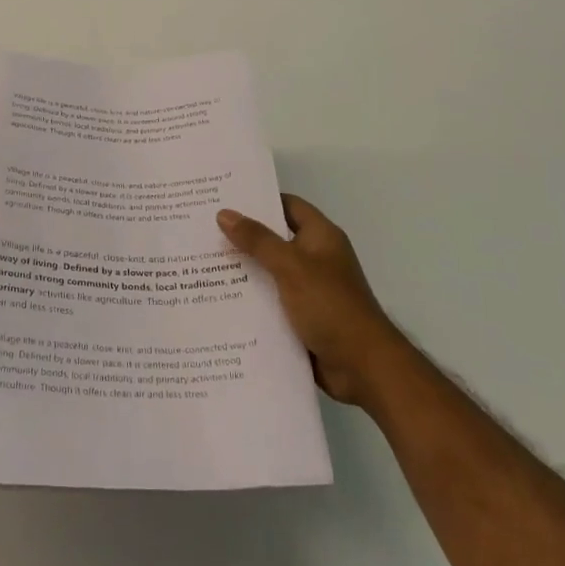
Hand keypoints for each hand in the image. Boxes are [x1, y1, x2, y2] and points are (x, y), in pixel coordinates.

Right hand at [217, 195, 408, 410]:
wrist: (363, 367)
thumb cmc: (331, 306)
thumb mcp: (291, 267)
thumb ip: (257, 241)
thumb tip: (224, 214)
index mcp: (321, 237)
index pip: (287, 206)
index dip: (259, 200)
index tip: (224, 198)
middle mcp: (316, 259)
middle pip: (275, 239)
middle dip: (243, 237)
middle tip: (203, 230)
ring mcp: (309, 290)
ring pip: (269, 273)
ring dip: (243, 271)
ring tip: (202, 264)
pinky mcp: (302, 318)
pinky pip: (271, 302)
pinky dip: (251, 301)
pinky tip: (220, 301)